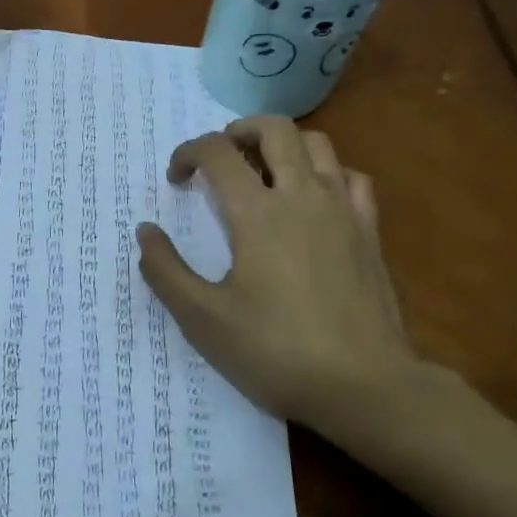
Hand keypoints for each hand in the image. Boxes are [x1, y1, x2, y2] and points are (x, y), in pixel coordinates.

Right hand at [136, 116, 441, 453]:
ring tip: (264, 172)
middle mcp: (302, 195)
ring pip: (318, 144)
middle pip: (275, 128)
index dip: (188, 153)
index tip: (177, 180)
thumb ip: (165, 270)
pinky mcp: (370, 232)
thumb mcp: (203, 319)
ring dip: (284, 146)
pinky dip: (327, 174)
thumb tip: (146, 232)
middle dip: (239, 130)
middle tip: (221, 158)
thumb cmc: (276, 351)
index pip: (217, 152)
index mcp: (257, 213)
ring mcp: (343, 210)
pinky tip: (314, 200)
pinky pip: (352, 178)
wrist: (365, 388)